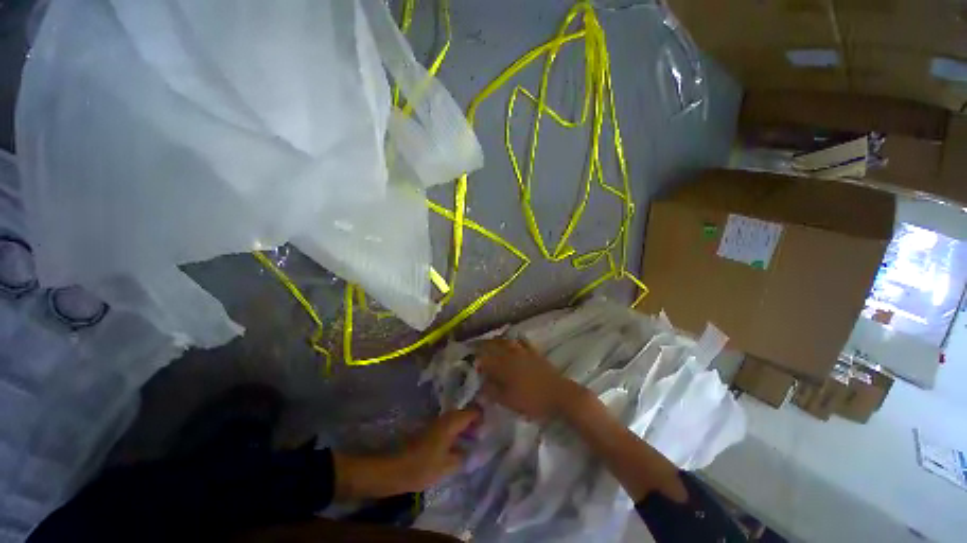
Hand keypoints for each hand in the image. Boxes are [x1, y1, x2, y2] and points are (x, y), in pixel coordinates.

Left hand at [333, 408, 478, 499]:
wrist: (396, 468)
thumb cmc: (423, 466)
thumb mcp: (448, 465)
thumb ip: (463, 456)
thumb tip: (472, 451)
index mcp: (452, 422)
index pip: (472, 411)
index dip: (483, 416)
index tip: (492, 424)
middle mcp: (446, 418)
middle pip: (465, 414)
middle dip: (476, 422)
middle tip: (486, 433)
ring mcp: (438, 423)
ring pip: (458, 419)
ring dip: (467, 427)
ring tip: (476, 440)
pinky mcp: (432, 430)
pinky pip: (451, 426)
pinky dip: (459, 431)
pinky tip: (461, 444)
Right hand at [475, 338, 587, 422]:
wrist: (558, 394)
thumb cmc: (531, 400)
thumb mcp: (508, 401)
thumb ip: (492, 392)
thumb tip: (479, 385)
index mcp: (502, 366)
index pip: (484, 358)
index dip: (474, 358)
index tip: (467, 359)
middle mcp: (511, 355)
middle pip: (493, 345)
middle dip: (482, 345)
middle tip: (474, 346)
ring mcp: (523, 352)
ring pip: (506, 341)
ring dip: (496, 340)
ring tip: (490, 341)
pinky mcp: (534, 353)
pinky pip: (523, 341)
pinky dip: (516, 339)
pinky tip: (514, 339)